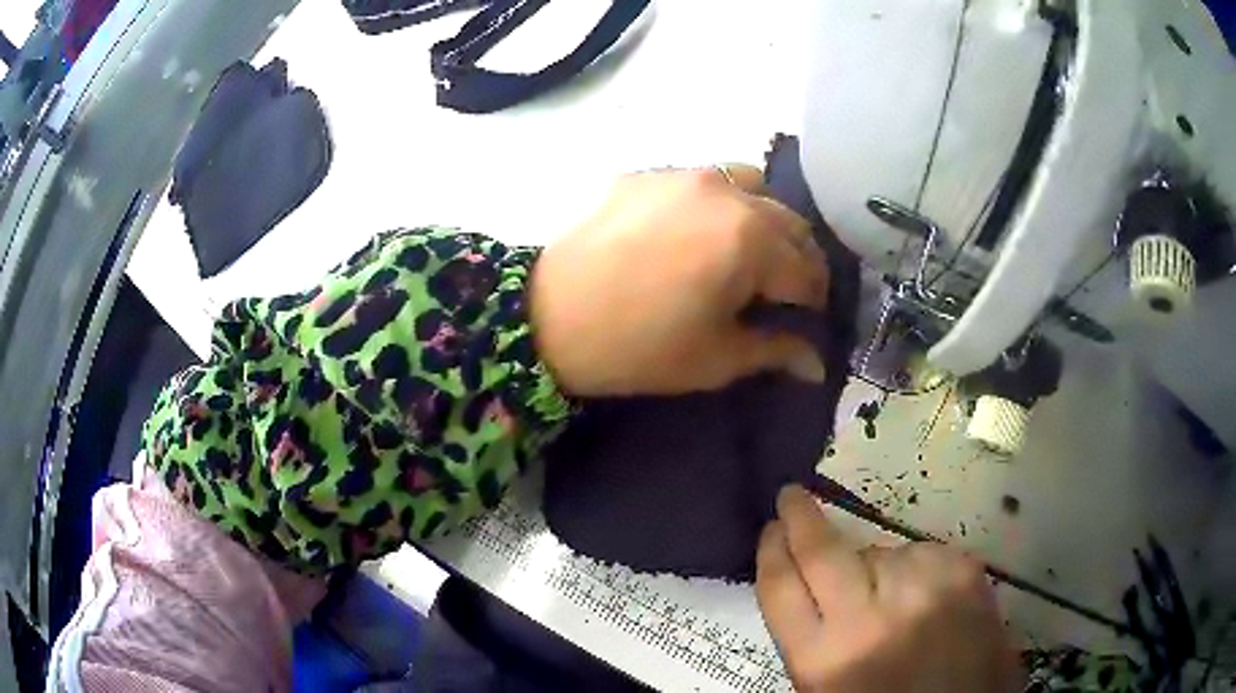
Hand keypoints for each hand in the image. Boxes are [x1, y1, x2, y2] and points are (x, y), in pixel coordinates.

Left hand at [530, 165, 828, 396]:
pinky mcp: (648, 174)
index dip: (814, 302)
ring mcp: (684, 175)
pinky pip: (702, 181)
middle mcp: (727, 192)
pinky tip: (693, 233)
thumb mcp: (716, 359)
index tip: (807, 322)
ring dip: (762, 220)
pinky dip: (717, 204)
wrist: (547, 318)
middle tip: (782, 292)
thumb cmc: (639, 348)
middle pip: (788, 223)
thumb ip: (776, 351)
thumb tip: (817, 364)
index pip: (808, 270)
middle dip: (796, 259)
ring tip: (743, 252)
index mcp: (752, 238)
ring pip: (751, 187)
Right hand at [756, 486, 1023, 692]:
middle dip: (801, 517)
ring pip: (881, 551)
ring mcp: (919, 591)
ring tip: (898, 602)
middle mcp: (867, 621)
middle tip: (793, 496)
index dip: (772, 551)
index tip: (771, 527)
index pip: (781, 588)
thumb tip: (809, 581)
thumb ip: (816, 637)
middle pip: (823, 552)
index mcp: (823, 660)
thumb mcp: (831, 685)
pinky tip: (930, 599)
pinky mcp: (963, 572)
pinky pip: (924, 553)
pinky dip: (919, 569)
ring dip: (878, 566)